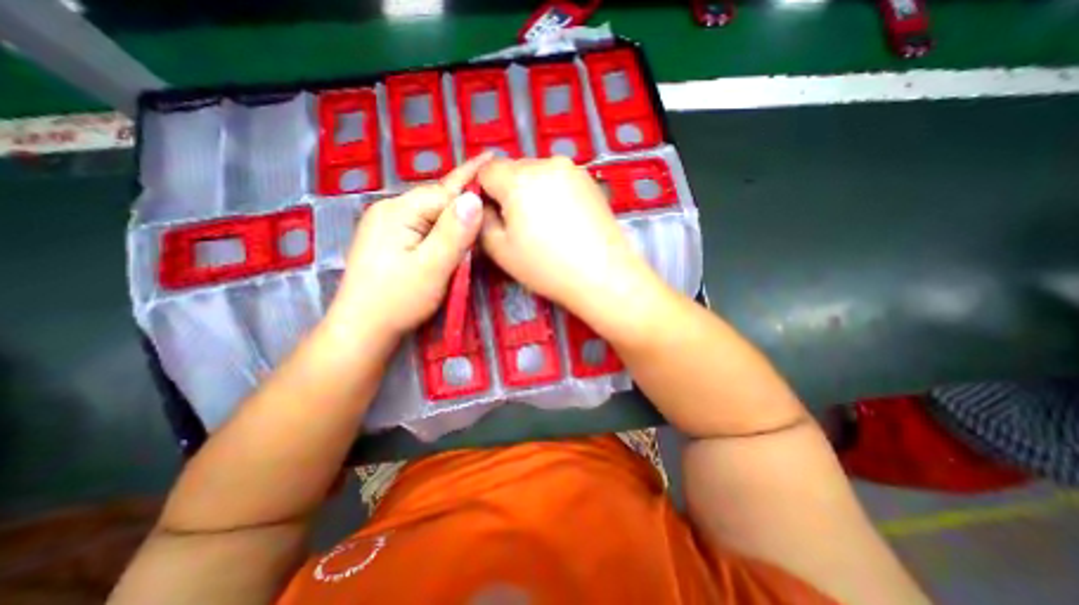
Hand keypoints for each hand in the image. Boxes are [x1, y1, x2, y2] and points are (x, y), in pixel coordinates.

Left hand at [333, 151, 491, 334]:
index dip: (471, 184)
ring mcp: (388, 226)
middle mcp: (390, 211)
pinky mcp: (390, 240)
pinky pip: (424, 225)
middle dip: (464, 196)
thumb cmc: (398, 300)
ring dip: (455, 212)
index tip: (494, 163)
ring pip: (431, 213)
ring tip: (479, 202)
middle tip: (492, 184)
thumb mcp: (432, 267)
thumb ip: (454, 233)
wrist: (362, 328)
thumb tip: (474, 198)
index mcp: (398, 211)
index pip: (443, 193)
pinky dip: (444, 226)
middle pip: (437, 200)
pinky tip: (455, 230)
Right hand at [479, 157, 647, 311]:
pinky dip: (552, 194)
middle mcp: (546, 163)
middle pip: (513, 169)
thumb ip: (481, 220)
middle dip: (508, 192)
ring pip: (536, 174)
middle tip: (518, 225)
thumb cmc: (547, 267)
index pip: (486, 170)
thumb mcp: (500, 250)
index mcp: (519, 179)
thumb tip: (483, 205)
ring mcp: (572, 169)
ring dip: (531, 192)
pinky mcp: (589, 180)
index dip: (483, 192)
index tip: (492, 216)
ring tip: (544, 225)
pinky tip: (563, 220)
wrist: (603, 275)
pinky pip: (558, 180)